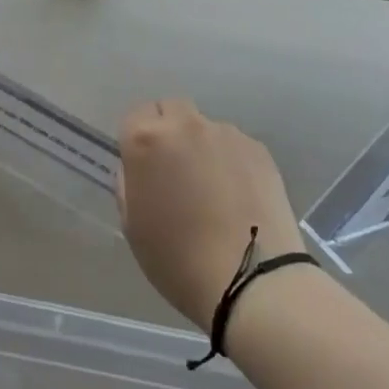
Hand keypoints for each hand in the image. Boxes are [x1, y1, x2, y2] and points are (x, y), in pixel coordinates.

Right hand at [117, 98, 304, 332]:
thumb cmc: (178, 259)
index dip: (137, 139)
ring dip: (200, 146)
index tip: (143, 166)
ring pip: (204, 127)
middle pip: (171, 109)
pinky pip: (233, 145)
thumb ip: (129, 184)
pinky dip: (229, 160)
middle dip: (168, 130)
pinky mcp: (258, 148)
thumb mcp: (133, 226)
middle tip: (174, 169)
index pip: (134, 116)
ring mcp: (226, 133)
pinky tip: (237, 195)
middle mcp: (186, 125)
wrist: (252, 279)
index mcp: (147, 140)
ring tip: (212, 188)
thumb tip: (139, 168)